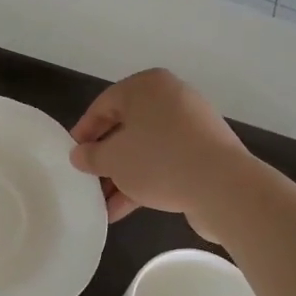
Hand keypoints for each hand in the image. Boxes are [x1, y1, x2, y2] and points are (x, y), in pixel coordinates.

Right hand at [70, 68, 250, 230]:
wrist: (223, 187)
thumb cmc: (158, 160)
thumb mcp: (112, 159)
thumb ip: (90, 156)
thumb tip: (80, 155)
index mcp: (147, 86)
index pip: (103, 105)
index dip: (83, 132)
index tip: (72, 156)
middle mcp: (171, 98)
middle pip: (126, 128)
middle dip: (105, 158)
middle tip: (88, 180)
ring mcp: (192, 125)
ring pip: (146, 148)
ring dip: (123, 175)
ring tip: (103, 203)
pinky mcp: (205, 152)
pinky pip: (166, 162)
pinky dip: (145, 181)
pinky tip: (124, 209)